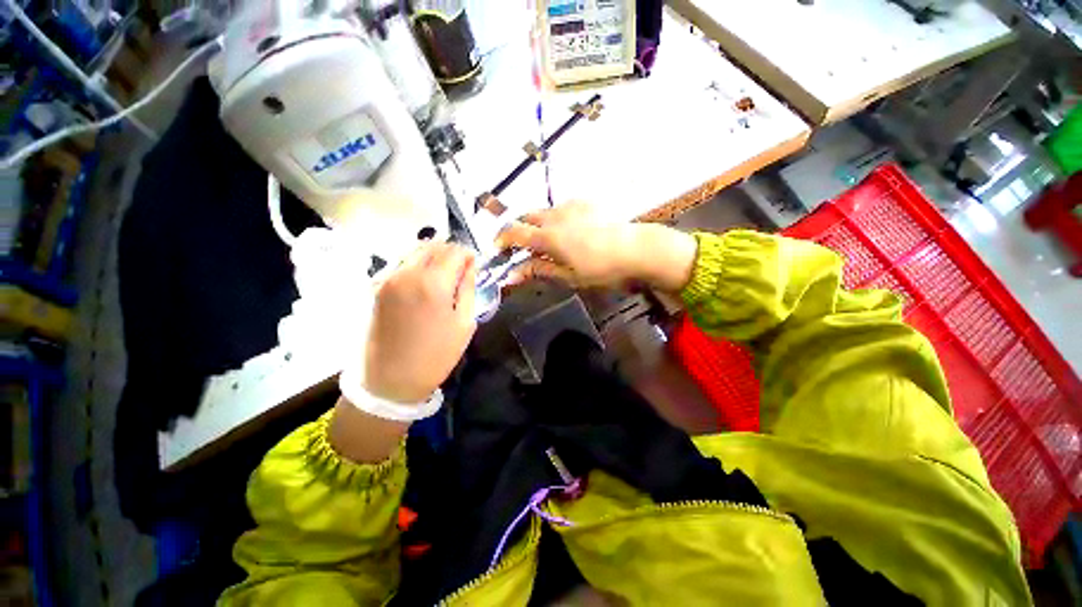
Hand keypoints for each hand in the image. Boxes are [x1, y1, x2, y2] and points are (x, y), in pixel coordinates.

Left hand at [362, 242, 476, 403]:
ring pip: (414, 250)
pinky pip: (399, 263)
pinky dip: (415, 263)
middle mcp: (407, 273)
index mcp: (433, 283)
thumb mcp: (464, 324)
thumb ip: (468, 289)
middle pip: (433, 245)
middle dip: (450, 251)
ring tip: (443, 272)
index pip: (454, 252)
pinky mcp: (376, 286)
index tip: (474, 263)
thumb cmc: (435, 355)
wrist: (390, 380)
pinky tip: (423, 279)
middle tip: (461, 266)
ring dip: (432, 254)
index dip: (468, 254)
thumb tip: (470, 266)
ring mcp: (388, 278)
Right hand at [495, 202, 697, 291]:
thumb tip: (512, 274)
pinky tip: (570, 232)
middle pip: (526, 217)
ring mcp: (571, 206)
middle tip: (524, 248)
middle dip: (519, 230)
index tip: (498, 250)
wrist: (636, 250)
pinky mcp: (586, 202)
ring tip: (550, 242)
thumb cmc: (601, 269)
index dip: (501, 239)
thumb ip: (538, 270)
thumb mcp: (567, 276)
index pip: (513, 232)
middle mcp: (555, 215)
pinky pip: (562, 208)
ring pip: (544, 212)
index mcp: (548, 236)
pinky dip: (557, 219)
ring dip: (538, 225)